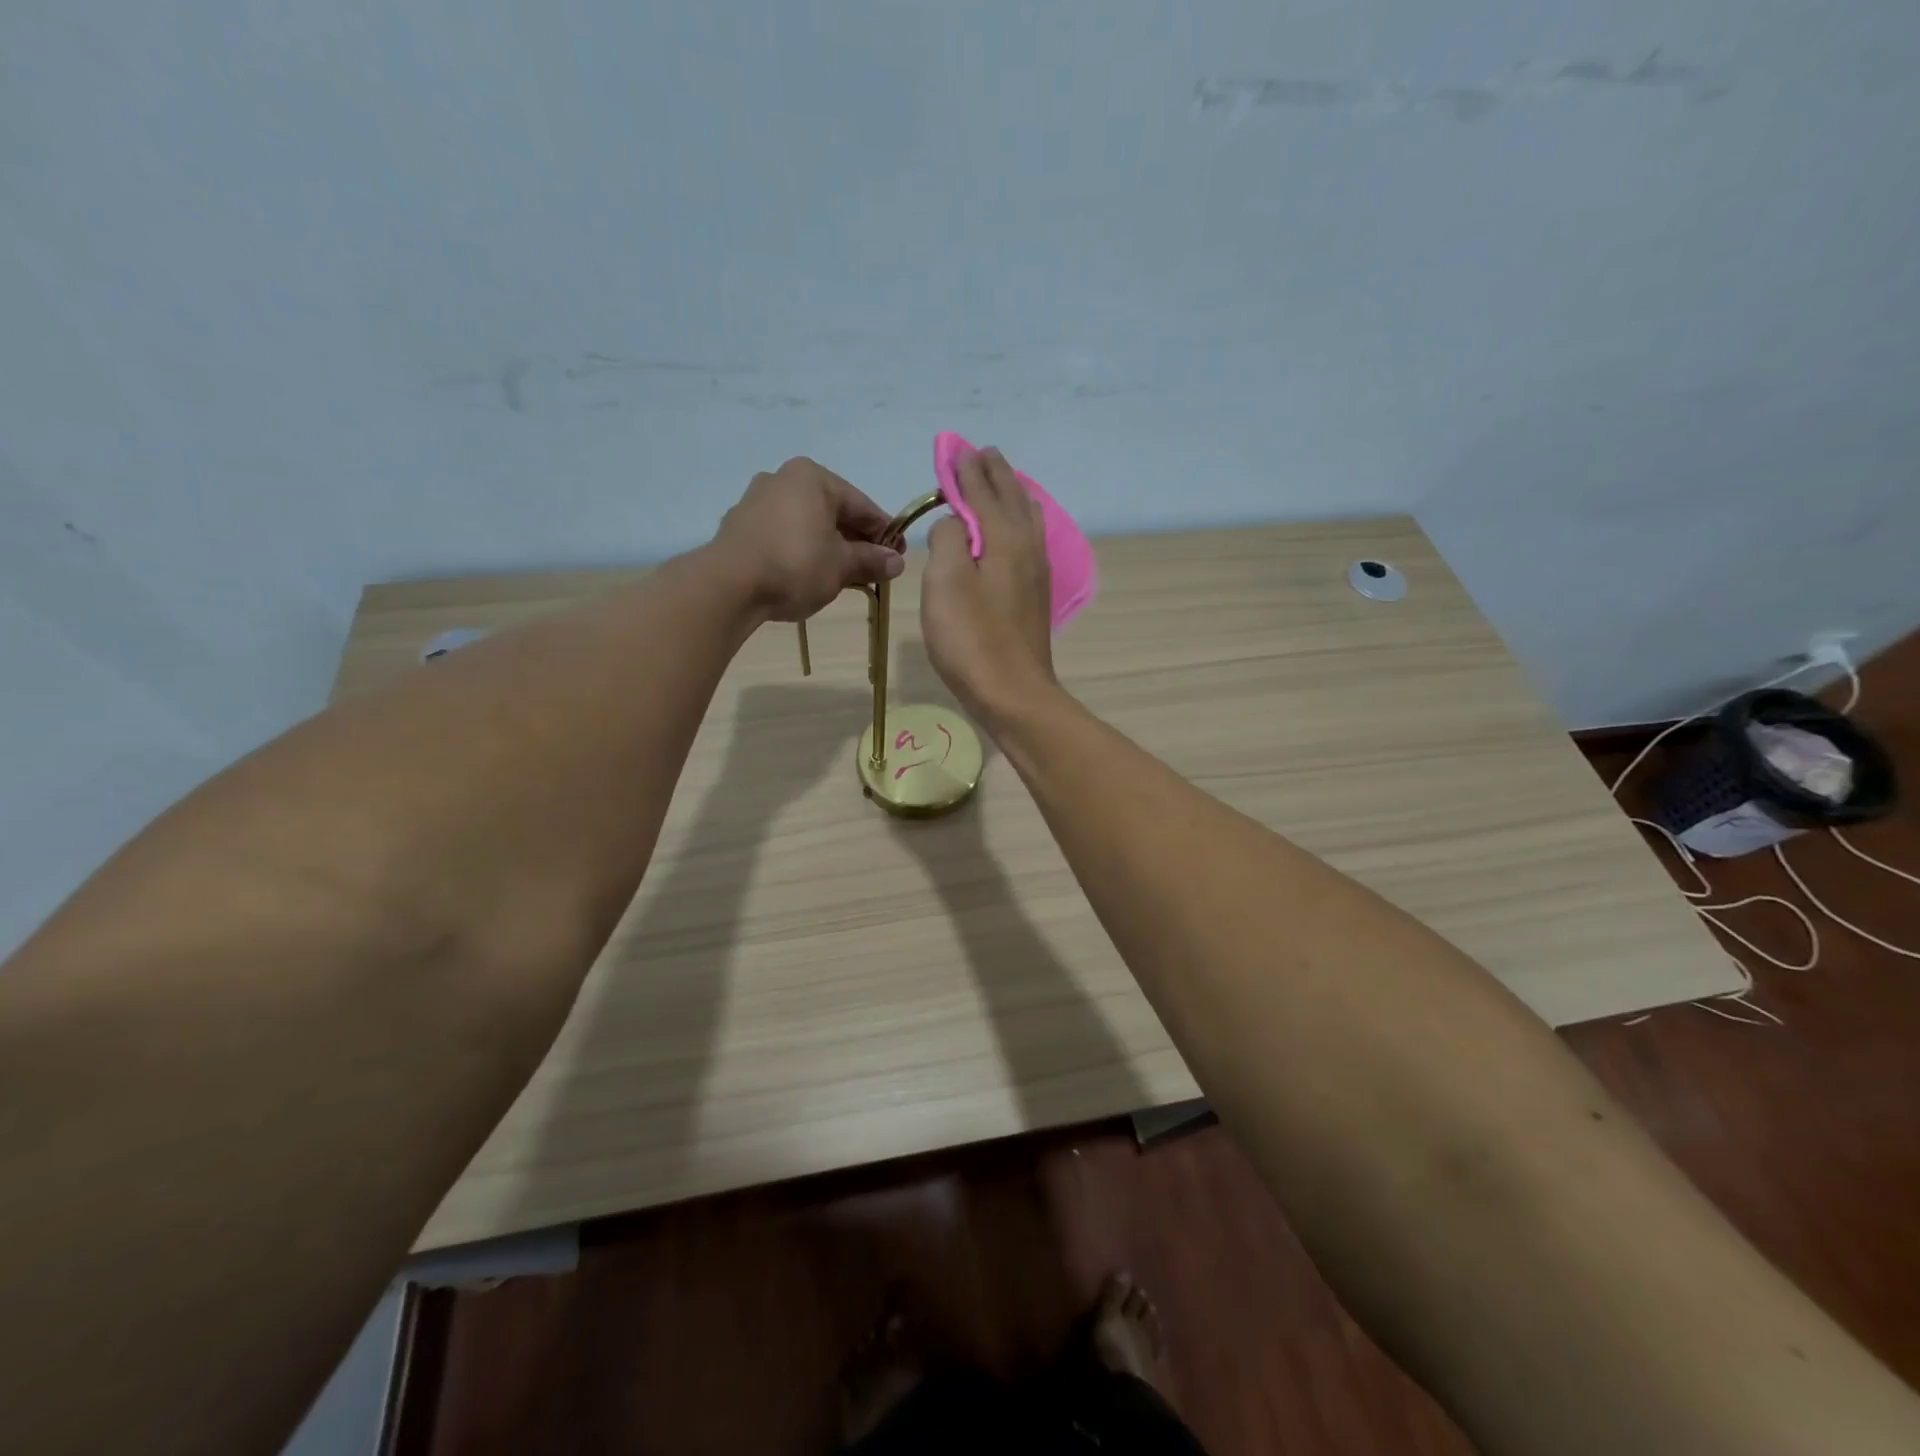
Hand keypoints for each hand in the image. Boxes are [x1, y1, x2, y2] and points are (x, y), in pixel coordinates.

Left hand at [713, 458, 903, 620]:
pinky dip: (801, 550)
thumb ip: (871, 560)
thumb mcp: (842, 566)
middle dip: (855, 540)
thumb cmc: (796, 565)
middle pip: (832, 511)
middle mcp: (783, 478)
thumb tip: (897, 561)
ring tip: (841, 575)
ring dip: (827, 546)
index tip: (898, 555)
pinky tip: (808, 574)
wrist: (729, 585)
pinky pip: (783, 534)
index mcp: (813, 477)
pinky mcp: (739, 525)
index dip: (884, 532)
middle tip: (873, 568)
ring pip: (806, 523)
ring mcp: (756, 500)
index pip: (862, 505)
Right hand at [921, 446, 1056, 722]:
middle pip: (1012, 498)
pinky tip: (1017, 531)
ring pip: (1027, 518)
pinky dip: (1019, 521)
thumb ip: (948, 538)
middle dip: (994, 474)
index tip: (957, 449)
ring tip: (1002, 482)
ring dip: (1011, 494)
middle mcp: (1028, 547)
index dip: (966, 469)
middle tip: (982, 454)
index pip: (983, 490)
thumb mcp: (946, 581)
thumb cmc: (972, 637)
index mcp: (1005, 537)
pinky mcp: (1035, 596)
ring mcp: (1037, 573)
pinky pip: (1030, 540)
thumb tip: (957, 523)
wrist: (1012, 693)